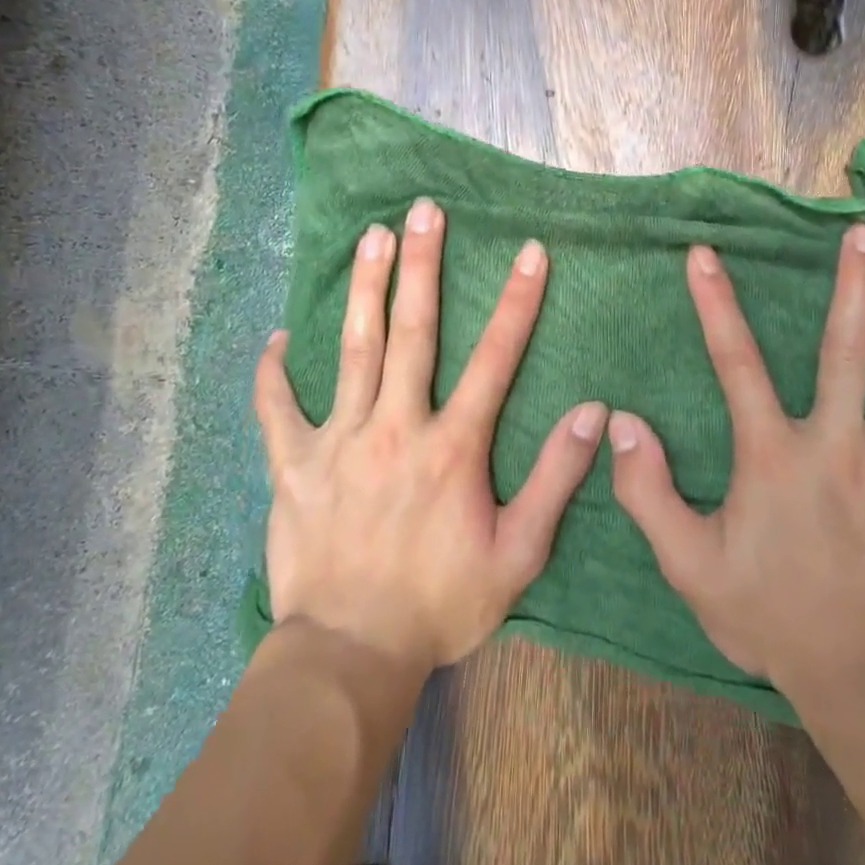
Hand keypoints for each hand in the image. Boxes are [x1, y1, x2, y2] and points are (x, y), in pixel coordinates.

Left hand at [254, 199, 605, 672]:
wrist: (350, 654)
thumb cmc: (440, 604)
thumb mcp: (518, 555)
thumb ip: (555, 481)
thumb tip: (591, 414)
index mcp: (452, 447)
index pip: (494, 359)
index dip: (516, 302)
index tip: (528, 251)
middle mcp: (395, 427)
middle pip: (411, 332)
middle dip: (422, 266)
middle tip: (424, 211)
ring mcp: (338, 441)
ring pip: (352, 350)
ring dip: (365, 290)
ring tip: (371, 236)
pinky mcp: (293, 465)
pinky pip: (276, 410)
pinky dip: (273, 373)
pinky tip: (275, 339)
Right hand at [608, 225, 864, 697]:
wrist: (859, 675)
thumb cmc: (768, 612)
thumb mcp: (687, 562)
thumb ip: (646, 491)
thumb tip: (620, 425)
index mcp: (773, 454)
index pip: (736, 363)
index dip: (715, 304)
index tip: (705, 255)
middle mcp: (838, 444)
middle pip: (849, 350)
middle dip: (857, 287)